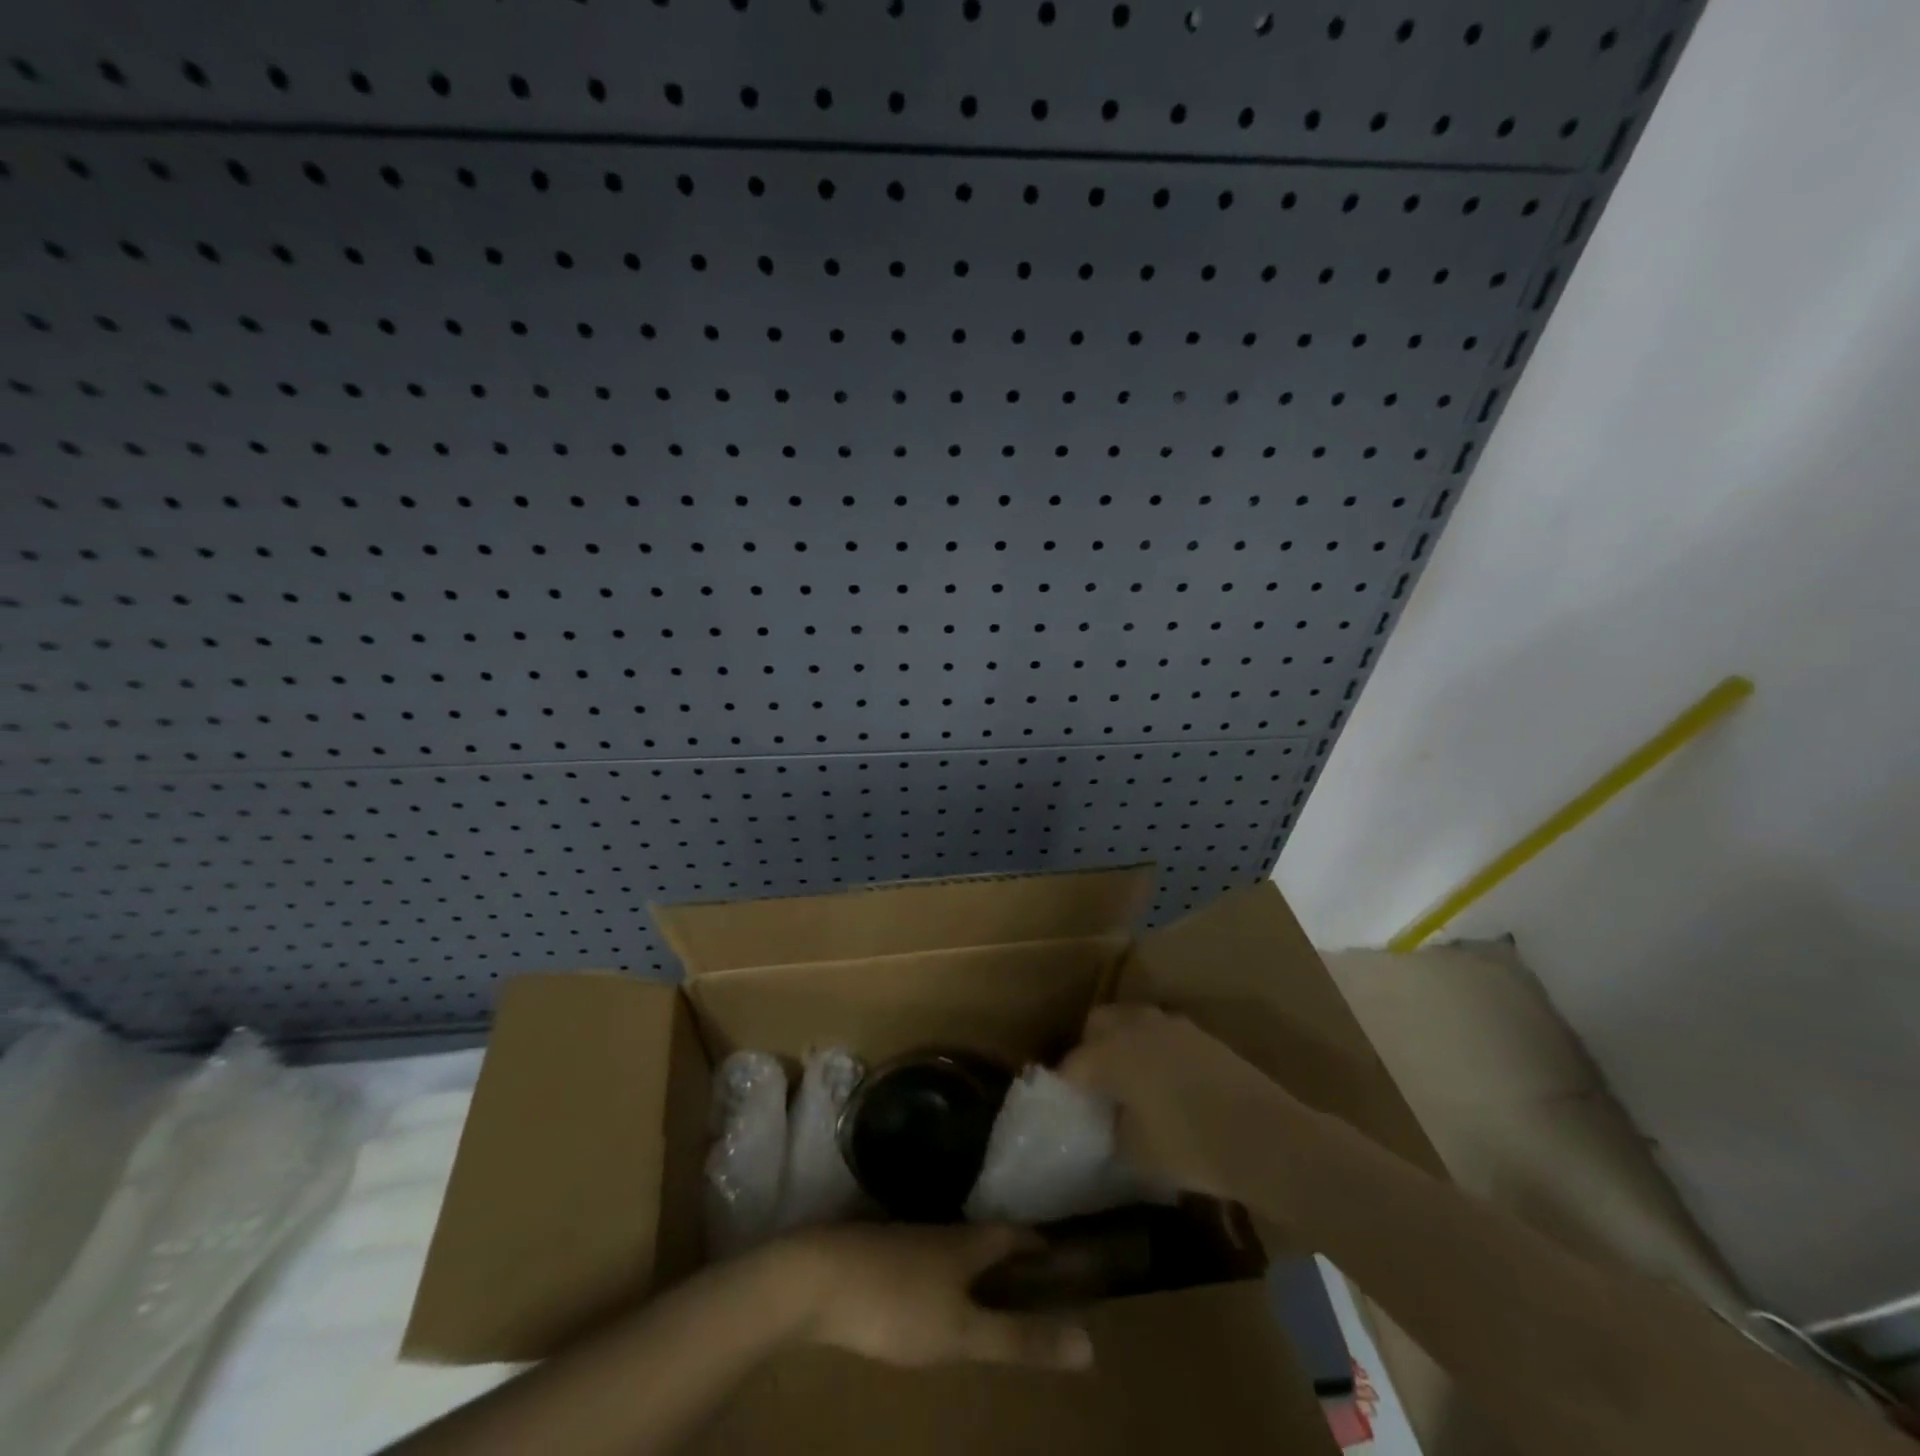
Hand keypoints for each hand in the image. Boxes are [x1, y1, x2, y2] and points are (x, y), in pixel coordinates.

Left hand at [774, 1223, 1093, 1372]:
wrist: (816, 1278)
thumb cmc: (897, 1304)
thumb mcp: (963, 1332)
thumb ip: (1021, 1339)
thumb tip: (1090, 1344)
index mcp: (967, 1242)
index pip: (1014, 1234)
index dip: (1038, 1245)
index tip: (1060, 1259)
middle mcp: (940, 1231)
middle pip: (983, 1238)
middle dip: (1007, 1258)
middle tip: (1029, 1286)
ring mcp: (905, 1239)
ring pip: (950, 1248)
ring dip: (972, 1267)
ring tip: (985, 1296)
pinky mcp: (876, 1254)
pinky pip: (922, 1261)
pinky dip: (940, 1276)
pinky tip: (930, 1300)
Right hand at [1061, 1004, 1300, 1202]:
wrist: (1265, 1137)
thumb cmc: (1192, 1147)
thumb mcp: (1137, 1151)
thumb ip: (1113, 1129)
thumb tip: (1110, 1119)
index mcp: (1111, 1053)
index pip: (1073, 1064)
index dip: (1065, 1085)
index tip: (1067, 1106)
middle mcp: (1135, 1028)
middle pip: (1098, 1023)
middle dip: (1090, 1047)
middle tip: (1095, 1084)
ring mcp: (1171, 1025)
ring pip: (1131, 1020)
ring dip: (1122, 1041)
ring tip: (1128, 1078)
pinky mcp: (1199, 1033)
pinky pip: (1160, 1031)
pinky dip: (1152, 1047)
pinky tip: (1163, 1079)